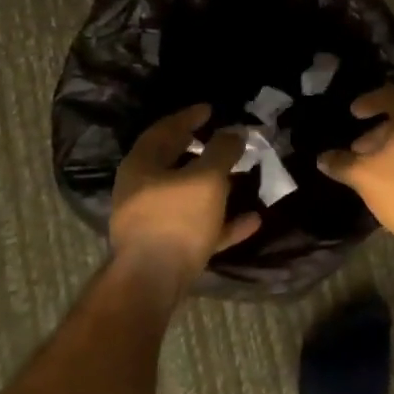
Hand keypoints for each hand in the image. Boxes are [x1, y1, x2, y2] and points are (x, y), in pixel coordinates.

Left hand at [110, 106, 261, 283]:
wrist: (153, 283)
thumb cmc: (177, 218)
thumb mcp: (206, 177)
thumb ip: (223, 151)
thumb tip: (235, 131)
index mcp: (142, 165)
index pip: (164, 130)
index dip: (188, 117)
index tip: (210, 110)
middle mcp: (141, 190)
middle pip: (174, 163)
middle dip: (201, 151)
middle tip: (224, 139)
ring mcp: (153, 222)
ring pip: (187, 196)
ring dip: (215, 186)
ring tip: (242, 176)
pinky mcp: (168, 249)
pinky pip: (199, 227)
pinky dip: (223, 221)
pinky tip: (252, 220)